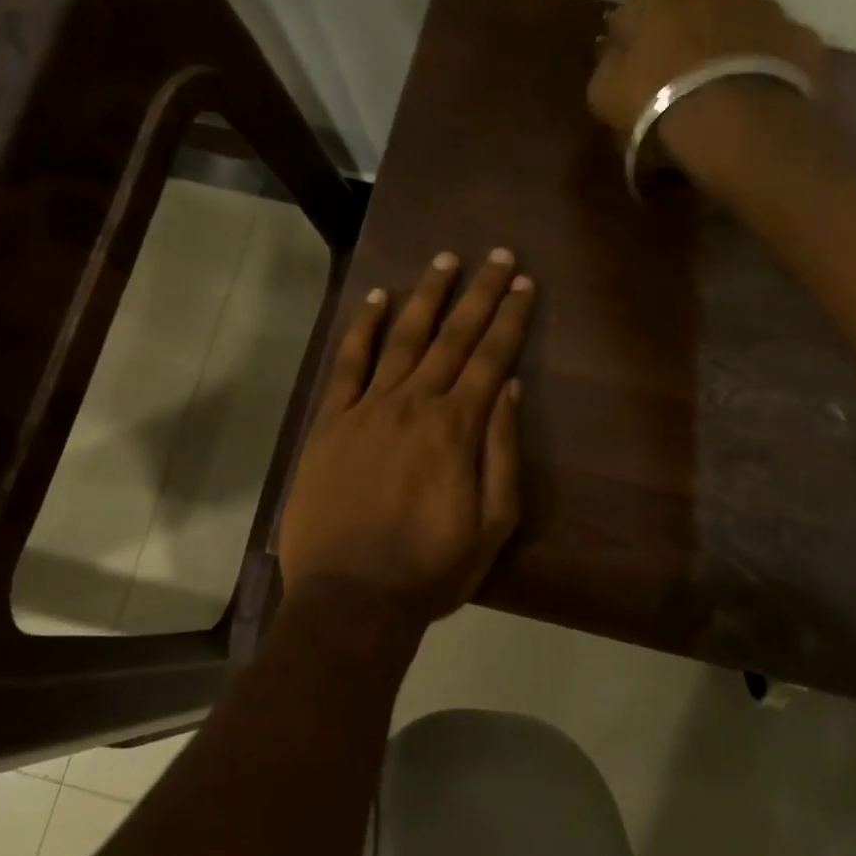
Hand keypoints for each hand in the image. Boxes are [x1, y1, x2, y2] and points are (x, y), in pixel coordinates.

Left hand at [277, 249, 534, 625]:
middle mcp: (414, 404)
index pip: (491, 358)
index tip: (525, 284)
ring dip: (427, 295)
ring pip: (403, 338)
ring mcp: (368, 408)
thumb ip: (502, 453)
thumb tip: (508, 390)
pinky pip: (347, 364)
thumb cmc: (429, 569)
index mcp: (457, 428)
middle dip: (480, 293)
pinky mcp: (330, 422)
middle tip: (499, 256)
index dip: (510, 318)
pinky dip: (363, 328)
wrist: (350, 599)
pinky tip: (377, 299)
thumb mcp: (492, 525)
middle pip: (453, 336)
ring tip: (445, 260)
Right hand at [589, 0, 826, 143]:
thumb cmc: (657, 96)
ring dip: (730, 51)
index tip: (637, 62)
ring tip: (717, 97)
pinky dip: (763, 73)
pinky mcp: (804, 44)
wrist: (736, 125)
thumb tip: (618, 53)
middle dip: (690, 32)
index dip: (641, 30)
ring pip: (741, 26)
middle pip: (701, 3)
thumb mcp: (604, 88)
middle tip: (677, 78)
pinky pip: (775, 56)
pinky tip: (750, 105)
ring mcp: (772, 8)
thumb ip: (610, 62)